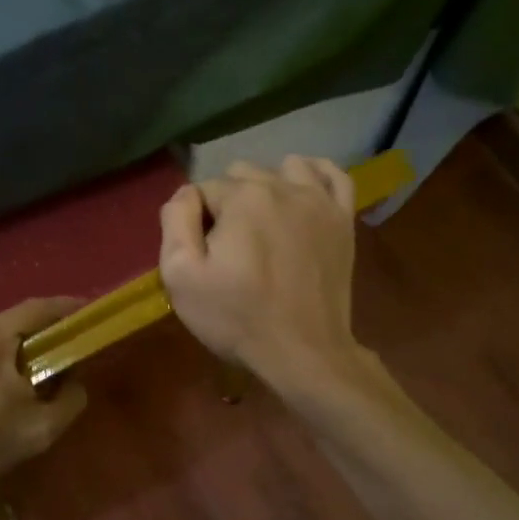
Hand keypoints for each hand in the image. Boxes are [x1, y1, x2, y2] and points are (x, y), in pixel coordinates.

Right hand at [159, 156, 362, 388]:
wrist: (302, 352)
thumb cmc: (236, 317)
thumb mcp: (181, 276)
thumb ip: (175, 221)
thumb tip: (186, 194)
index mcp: (242, 198)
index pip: (204, 189)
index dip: (195, 220)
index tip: (202, 254)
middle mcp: (283, 186)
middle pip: (242, 174)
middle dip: (228, 201)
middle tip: (229, 246)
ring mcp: (319, 201)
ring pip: (283, 167)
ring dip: (266, 186)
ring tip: (260, 223)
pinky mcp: (343, 219)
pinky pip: (332, 175)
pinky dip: (314, 174)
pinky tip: (300, 190)